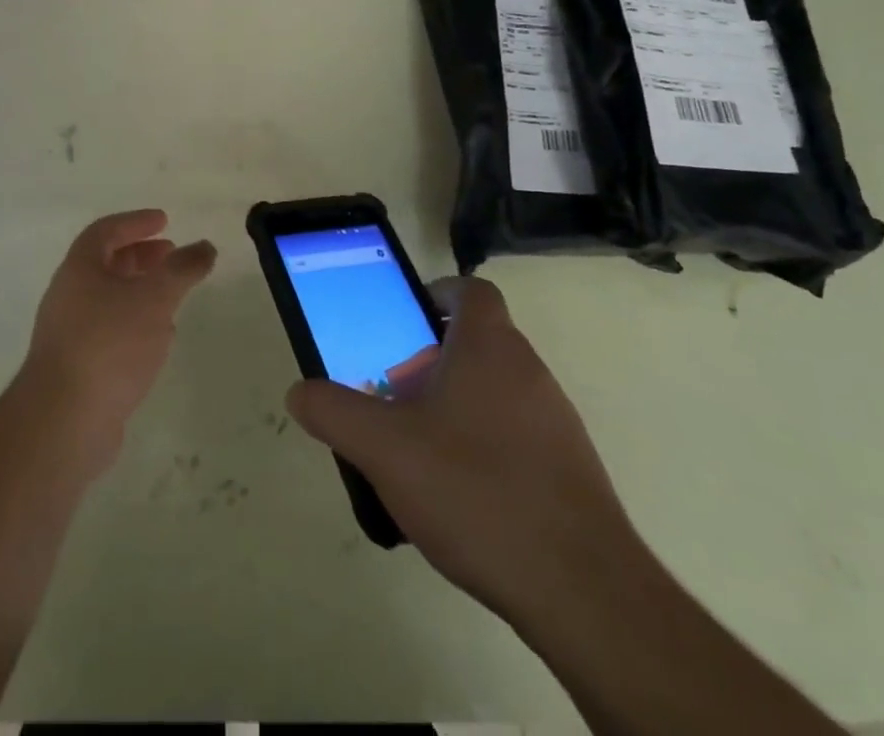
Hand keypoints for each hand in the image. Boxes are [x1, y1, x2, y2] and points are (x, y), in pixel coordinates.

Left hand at [21, 209, 215, 473]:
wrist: (64, 420)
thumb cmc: (109, 344)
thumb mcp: (154, 298)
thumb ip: (181, 270)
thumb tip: (204, 246)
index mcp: (79, 268)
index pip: (106, 231)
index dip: (135, 222)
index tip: (164, 220)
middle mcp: (69, 295)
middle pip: (105, 264)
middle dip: (140, 256)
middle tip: (171, 255)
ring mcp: (69, 333)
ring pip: (108, 299)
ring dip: (139, 290)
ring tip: (171, 295)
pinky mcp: (77, 367)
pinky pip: (109, 331)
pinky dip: (134, 323)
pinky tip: (158, 339)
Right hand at [286, 277, 639, 636]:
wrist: (583, 592)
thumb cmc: (476, 491)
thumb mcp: (384, 449)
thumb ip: (334, 412)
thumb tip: (299, 392)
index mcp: (490, 347)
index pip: (473, 291)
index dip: (438, 294)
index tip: (405, 321)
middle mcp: (530, 372)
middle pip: (479, 342)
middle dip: (433, 358)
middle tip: (395, 392)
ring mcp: (557, 422)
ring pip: (497, 390)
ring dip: (458, 404)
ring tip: (419, 448)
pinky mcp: (572, 471)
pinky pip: (518, 435)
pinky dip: (485, 445)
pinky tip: (460, 494)